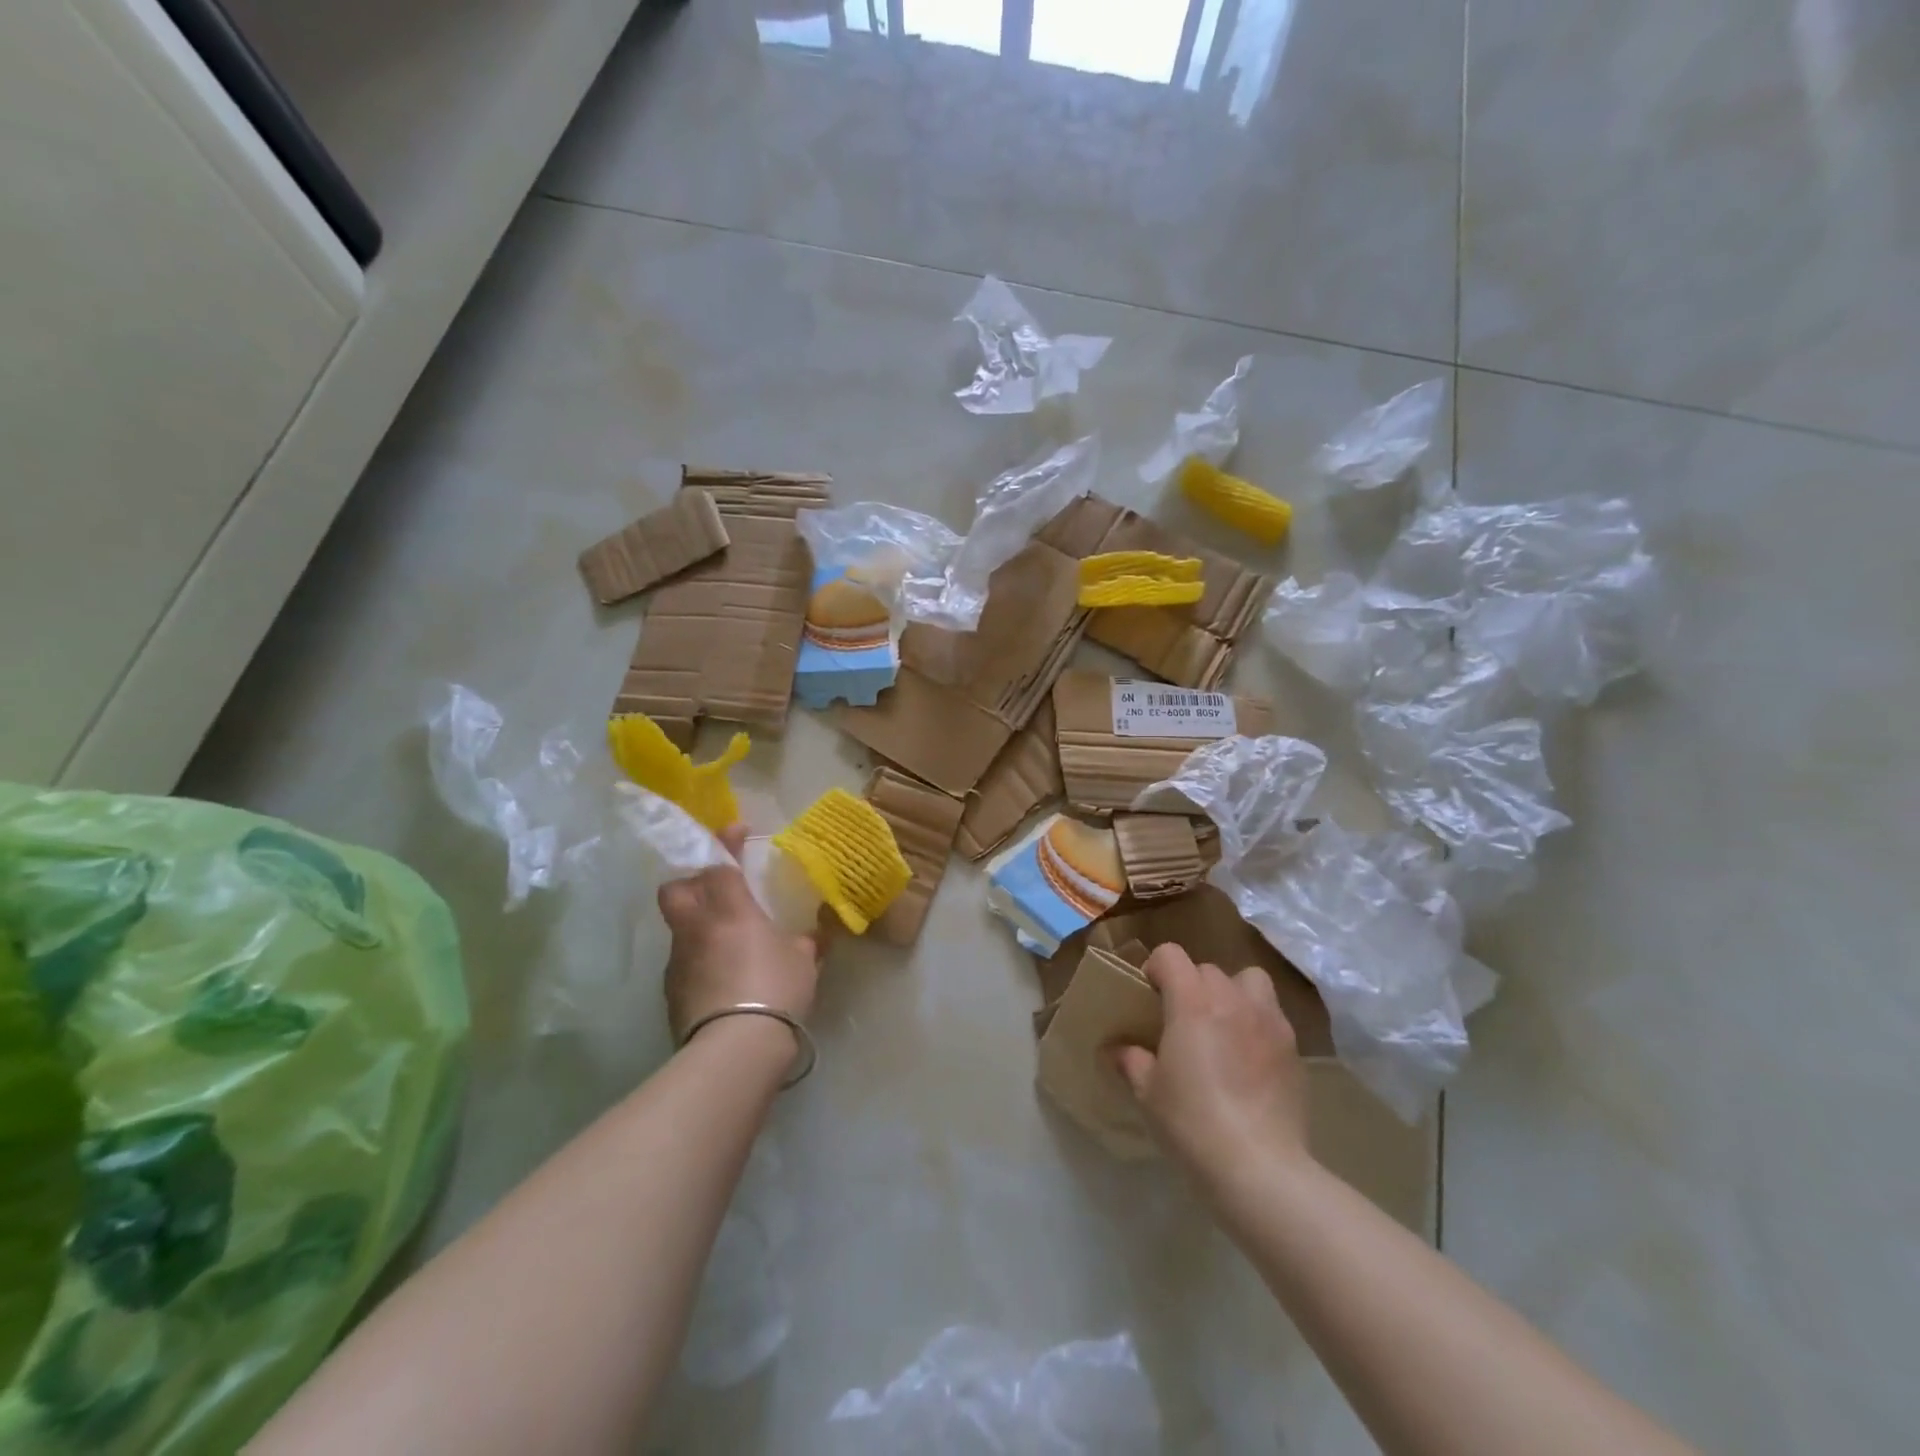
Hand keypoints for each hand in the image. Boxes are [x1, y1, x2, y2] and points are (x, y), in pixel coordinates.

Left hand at [659, 826, 822, 1042]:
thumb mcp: (803, 962)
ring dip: (696, 925)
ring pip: (678, 928)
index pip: (719, 863)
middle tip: (714, 888)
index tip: (737, 829)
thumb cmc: (775, 989)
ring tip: (724, 941)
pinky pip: (683, 963)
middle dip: (690, 881)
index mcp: (730, 910)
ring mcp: (678, 961)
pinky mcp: (671, 994)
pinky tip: (720, 977)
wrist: (735, 1048)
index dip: (725, 843)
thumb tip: (817, 935)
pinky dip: (698, 960)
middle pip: (675, 889)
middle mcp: (696, 927)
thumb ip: (806, 943)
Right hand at [1114, 944, 1311, 1182]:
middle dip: (1192, 985)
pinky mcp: (1295, 1048)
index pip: (1171, 955)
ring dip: (1233, 993)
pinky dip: (1258, 1024)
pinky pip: (1272, 1016)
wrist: (1259, 1167)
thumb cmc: (1192, 1122)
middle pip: (1208, 969)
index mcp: (1192, 1001)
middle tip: (1183, 1020)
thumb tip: (1117, 1050)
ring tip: (1224, 1026)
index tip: (1150, 996)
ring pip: (1250, 981)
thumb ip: (1132, 1061)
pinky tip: (1250, 1059)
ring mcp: (1269, 1021)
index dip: (1156, 969)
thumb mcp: (1148, 1093)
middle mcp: (1232, 999)